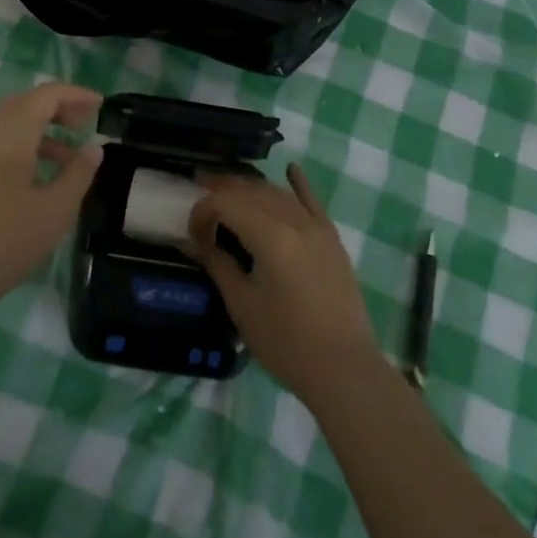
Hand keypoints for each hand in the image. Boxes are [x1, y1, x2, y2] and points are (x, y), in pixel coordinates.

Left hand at [0, 83, 103, 318]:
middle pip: (24, 104)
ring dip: (42, 131)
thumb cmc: (3, 243)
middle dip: (57, 108)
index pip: (45, 95)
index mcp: (10, 135)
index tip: (101, 106)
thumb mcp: (54, 211)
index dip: (75, 95)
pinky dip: (25, 149)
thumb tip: (93, 147)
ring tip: (70, 159)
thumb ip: (77, 174)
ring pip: (10, 127)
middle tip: (85, 126)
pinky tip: (39, 182)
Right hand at [187, 164, 382, 405]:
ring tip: (229, 187)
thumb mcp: (243, 306)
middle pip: (253, 191)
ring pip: (278, 193)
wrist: (344, 369)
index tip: (192, 232)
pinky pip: (312, 203)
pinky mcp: (332, 240)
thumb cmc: (287, 343)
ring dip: (251, 187)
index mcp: (270, 237)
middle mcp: (295, 222)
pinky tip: (291, 168)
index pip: (227, 204)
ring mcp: (318, 228)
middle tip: (199, 188)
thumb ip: (218, 265)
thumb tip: (198, 241)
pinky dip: (298, 184)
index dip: (203, 211)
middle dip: (223, 188)